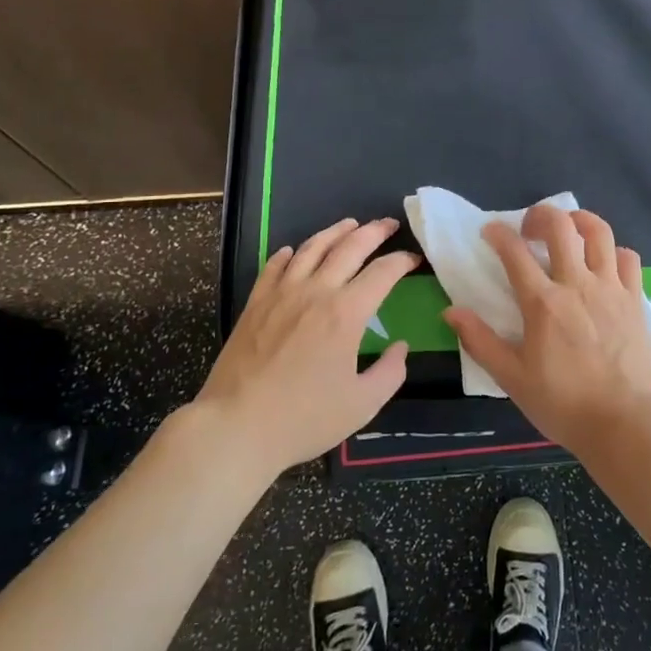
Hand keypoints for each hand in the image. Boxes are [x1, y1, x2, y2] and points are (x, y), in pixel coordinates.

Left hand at [196, 217, 417, 479]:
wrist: (237, 426)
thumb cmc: (304, 418)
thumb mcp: (363, 404)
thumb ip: (390, 372)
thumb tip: (399, 347)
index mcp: (346, 313)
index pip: (382, 272)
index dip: (402, 260)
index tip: (413, 258)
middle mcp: (316, 292)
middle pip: (349, 247)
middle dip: (373, 232)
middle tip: (388, 224)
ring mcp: (281, 294)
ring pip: (311, 248)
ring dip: (334, 232)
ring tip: (349, 224)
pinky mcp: (255, 304)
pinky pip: (274, 266)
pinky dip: (289, 253)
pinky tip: (293, 252)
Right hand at [443, 206, 650, 460]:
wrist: (622, 423)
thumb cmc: (562, 403)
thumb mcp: (511, 378)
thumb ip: (480, 341)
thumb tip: (451, 311)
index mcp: (542, 303)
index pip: (514, 252)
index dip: (498, 234)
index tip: (490, 232)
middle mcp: (577, 284)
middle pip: (560, 226)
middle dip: (540, 215)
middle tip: (529, 229)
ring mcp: (610, 288)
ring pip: (599, 232)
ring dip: (579, 220)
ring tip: (568, 229)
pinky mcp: (634, 299)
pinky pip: (627, 258)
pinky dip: (613, 251)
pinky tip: (603, 262)